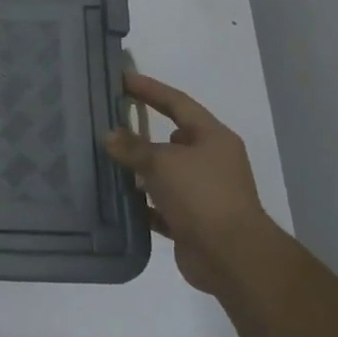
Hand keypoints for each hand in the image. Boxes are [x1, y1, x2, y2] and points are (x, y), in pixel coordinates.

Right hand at [106, 71, 273, 294]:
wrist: (231, 258)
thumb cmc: (201, 196)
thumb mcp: (163, 162)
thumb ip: (133, 147)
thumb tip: (110, 135)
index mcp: (213, 138)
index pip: (178, 103)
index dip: (150, 89)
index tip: (122, 78)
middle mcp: (211, 161)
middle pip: (172, 138)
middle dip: (142, 131)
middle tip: (110, 120)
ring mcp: (203, 193)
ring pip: (165, 173)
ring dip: (139, 168)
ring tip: (106, 159)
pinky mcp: (192, 221)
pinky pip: (160, 204)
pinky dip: (142, 202)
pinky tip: (117, 198)